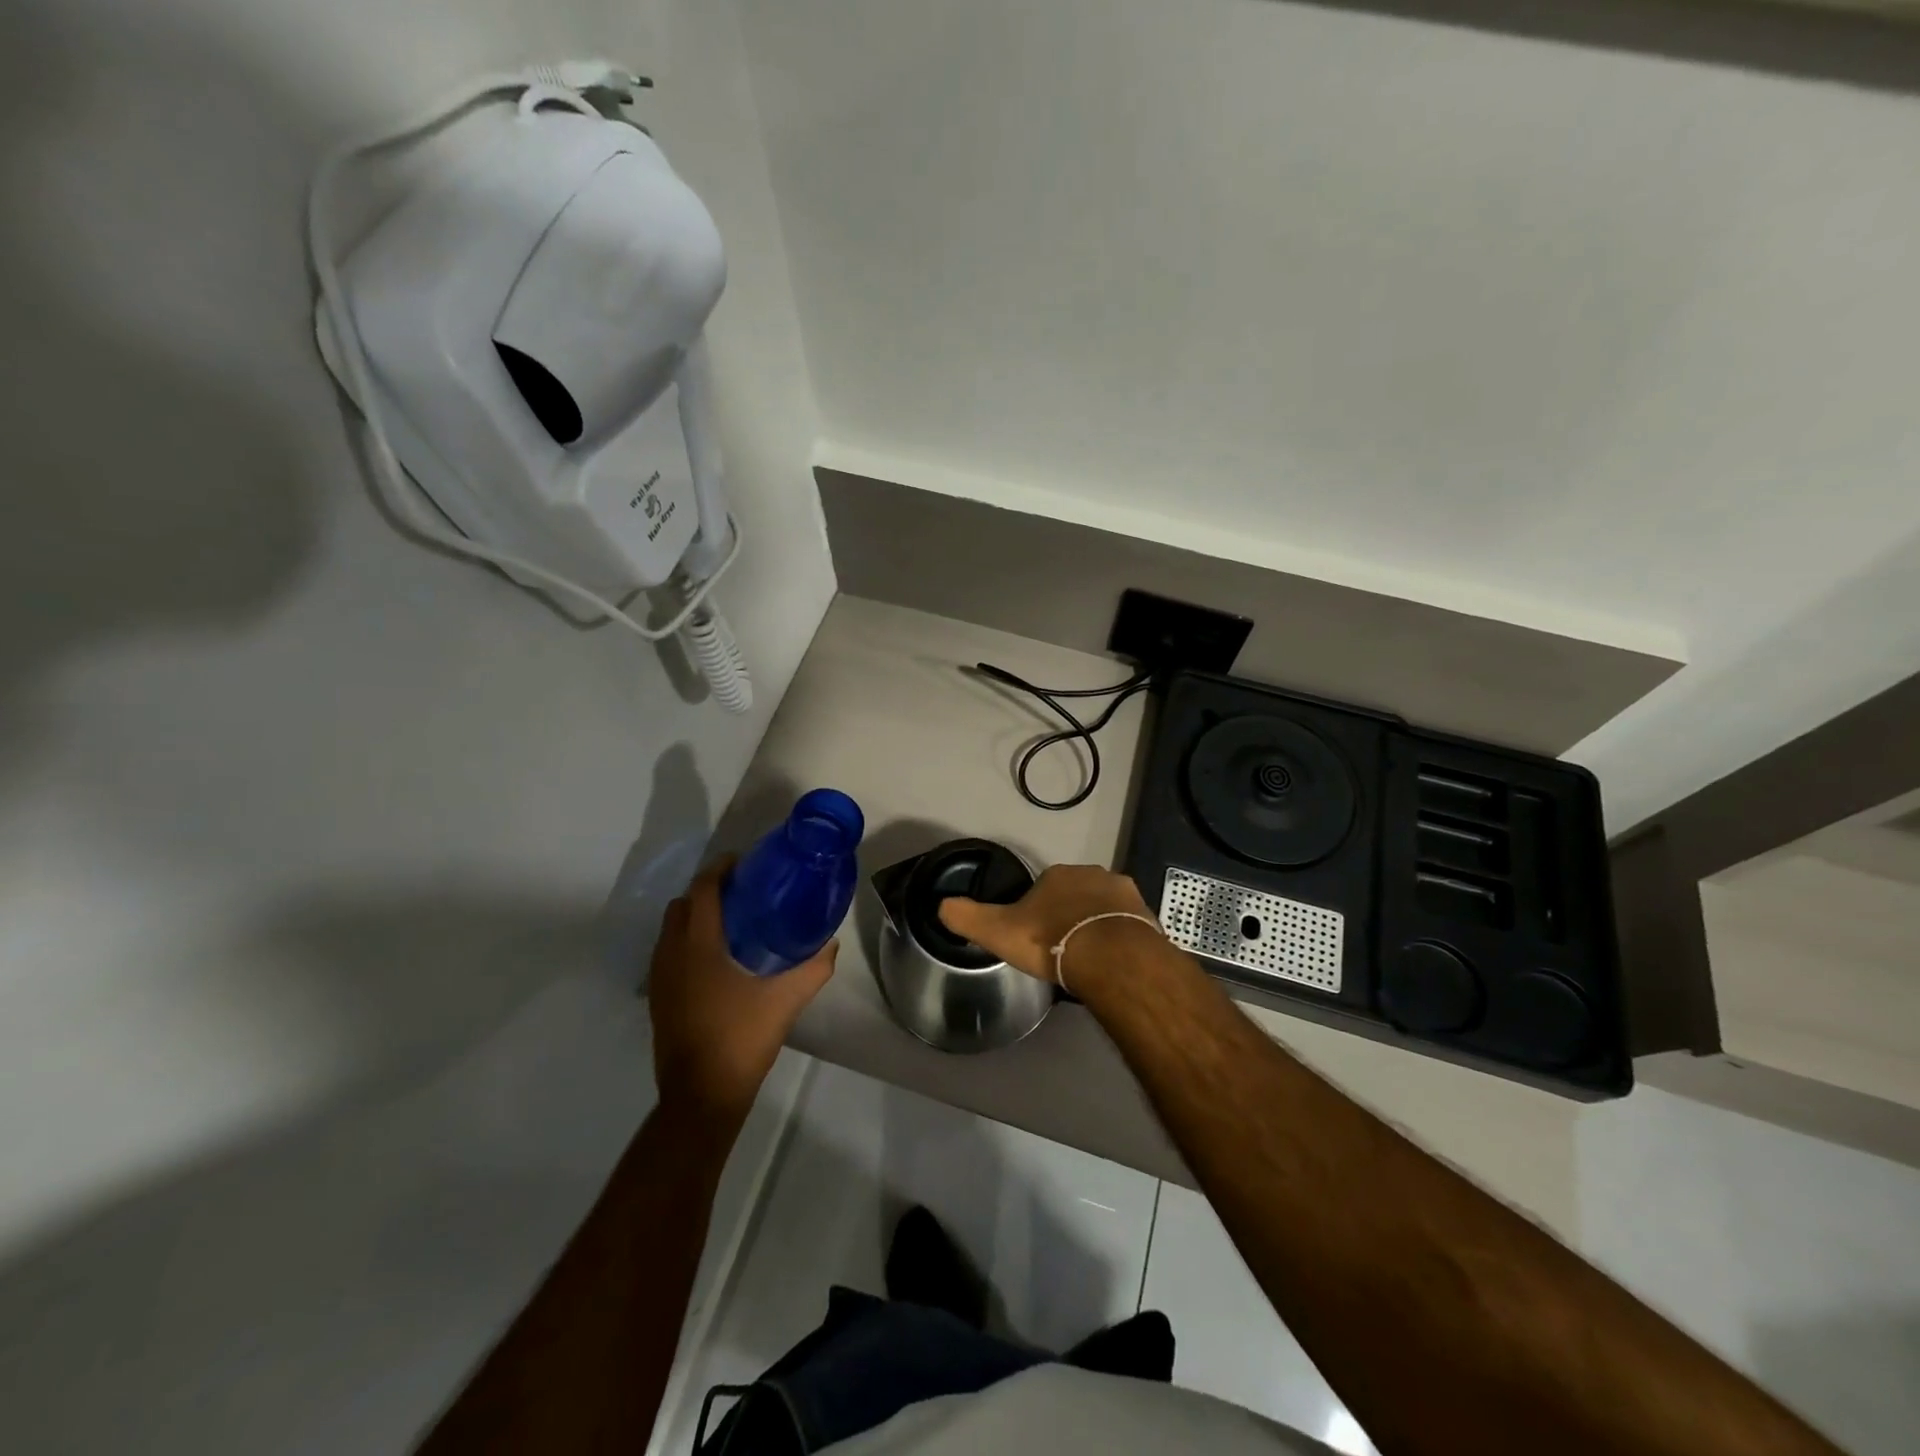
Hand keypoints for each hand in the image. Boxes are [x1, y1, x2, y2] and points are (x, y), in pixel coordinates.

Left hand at [647, 857, 836, 1124]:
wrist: (701, 1095)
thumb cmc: (741, 1038)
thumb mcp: (786, 1000)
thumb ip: (813, 968)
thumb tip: (829, 943)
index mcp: (699, 946)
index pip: (702, 890)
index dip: (720, 869)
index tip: (744, 862)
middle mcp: (672, 953)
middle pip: (682, 904)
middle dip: (707, 890)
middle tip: (742, 892)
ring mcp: (660, 977)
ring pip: (671, 928)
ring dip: (694, 915)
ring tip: (731, 921)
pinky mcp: (658, 997)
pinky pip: (668, 951)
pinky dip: (686, 940)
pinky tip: (716, 959)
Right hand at [938, 864, 1154, 982]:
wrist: (1110, 958)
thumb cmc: (1051, 940)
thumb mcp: (999, 931)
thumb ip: (969, 917)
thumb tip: (941, 906)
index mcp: (1057, 875)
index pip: (1044, 887)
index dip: (1038, 910)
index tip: (1036, 935)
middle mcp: (1093, 874)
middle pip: (1076, 894)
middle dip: (1070, 914)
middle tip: (1063, 947)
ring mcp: (1123, 894)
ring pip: (1104, 908)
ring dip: (1097, 925)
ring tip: (1090, 958)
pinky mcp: (1147, 915)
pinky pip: (1128, 925)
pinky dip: (1121, 939)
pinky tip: (1114, 962)